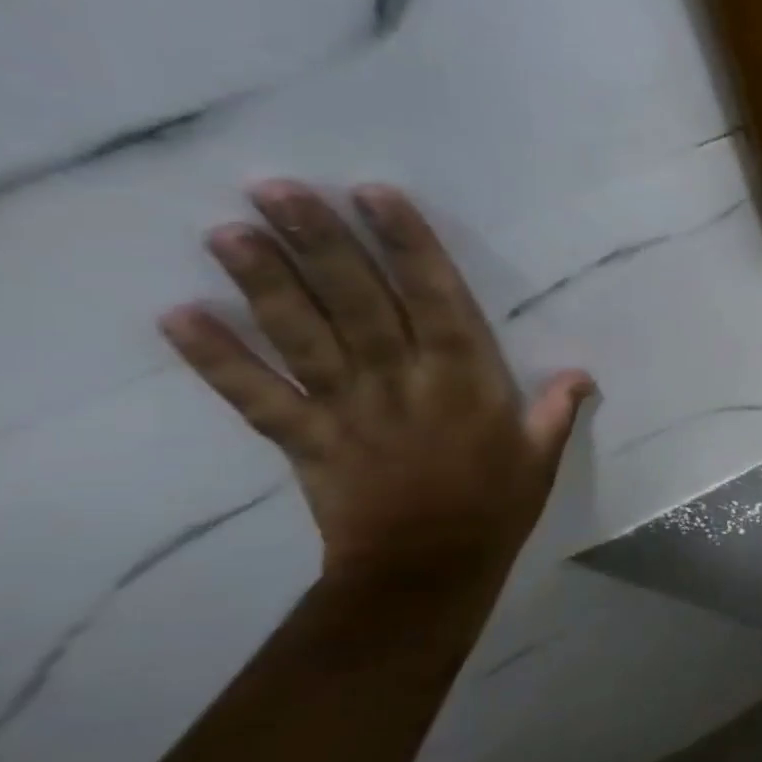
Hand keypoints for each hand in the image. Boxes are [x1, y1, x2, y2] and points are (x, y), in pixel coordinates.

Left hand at [160, 182, 593, 585]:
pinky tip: (179, 316)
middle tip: (278, 189)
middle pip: (357, 302)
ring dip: (265, 283)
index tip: (375, 195)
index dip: (407, 245)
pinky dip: (215, 359)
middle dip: (320, 243)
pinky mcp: (304, 439)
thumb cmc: (495, 507)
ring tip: (228, 231)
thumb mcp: (542, 458)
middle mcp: (402, 380)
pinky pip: (255, 396)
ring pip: (303, 336)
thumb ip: (556, 410)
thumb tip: (582, 374)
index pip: (435, 298)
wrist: (426, 572)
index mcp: (465, 379)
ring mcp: (346, 408)